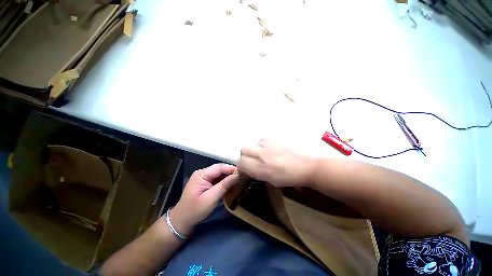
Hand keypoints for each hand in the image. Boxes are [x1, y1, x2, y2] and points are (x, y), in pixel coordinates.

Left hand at [170, 164, 238, 235]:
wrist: (182, 220)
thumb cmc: (195, 210)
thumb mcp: (211, 198)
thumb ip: (224, 185)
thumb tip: (237, 175)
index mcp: (201, 174)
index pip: (219, 167)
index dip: (231, 169)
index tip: (242, 172)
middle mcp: (203, 173)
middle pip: (220, 169)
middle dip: (231, 172)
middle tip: (242, 176)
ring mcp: (204, 177)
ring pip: (219, 173)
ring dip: (228, 176)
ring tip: (239, 178)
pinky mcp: (206, 182)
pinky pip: (217, 178)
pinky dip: (224, 181)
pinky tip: (231, 183)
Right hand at [238, 139, 314, 187]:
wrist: (308, 165)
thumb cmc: (291, 177)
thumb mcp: (271, 181)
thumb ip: (257, 173)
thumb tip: (248, 169)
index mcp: (261, 169)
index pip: (241, 163)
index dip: (241, 165)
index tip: (246, 167)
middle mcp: (262, 154)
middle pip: (243, 149)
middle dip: (245, 155)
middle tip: (254, 159)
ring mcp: (268, 143)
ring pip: (253, 143)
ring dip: (256, 149)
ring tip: (265, 153)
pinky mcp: (275, 137)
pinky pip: (263, 139)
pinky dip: (264, 144)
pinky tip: (272, 148)